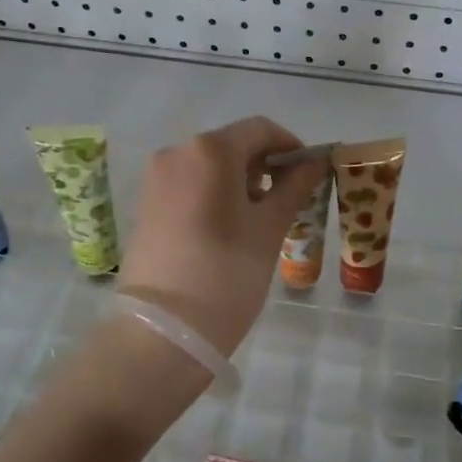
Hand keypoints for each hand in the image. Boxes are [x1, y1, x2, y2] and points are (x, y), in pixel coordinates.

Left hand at [118, 117, 327, 358]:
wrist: (163, 333)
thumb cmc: (226, 275)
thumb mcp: (269, 229)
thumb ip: (294, 187)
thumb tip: (316, 161)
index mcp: (209, 150)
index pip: (260, 129)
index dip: (291, 146)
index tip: (310, 174)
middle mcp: (177, 152)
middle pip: (233, 144)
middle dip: (265, 165)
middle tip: (290, 200)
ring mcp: (156, 179)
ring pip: (210, 165)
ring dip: (241, 180)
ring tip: (261, 218)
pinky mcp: (146, 204)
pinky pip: (189, 183)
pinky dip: (215, 193)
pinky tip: (230, 226)